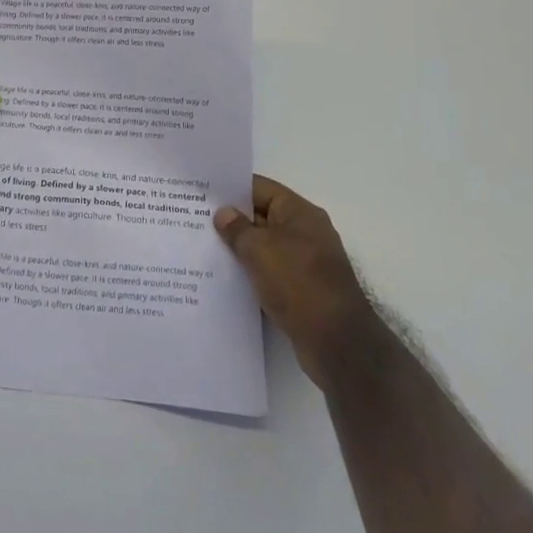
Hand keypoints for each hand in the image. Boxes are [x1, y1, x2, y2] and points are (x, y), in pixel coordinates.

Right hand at [215, 175, 372, 383]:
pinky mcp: (303, 290)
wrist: (337, 344)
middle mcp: (305, 232)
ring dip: (240, 249)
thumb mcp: (259, 249)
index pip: (260, 188)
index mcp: (300, 213)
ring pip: (264, 247)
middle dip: (232, 220)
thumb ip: (237, 229)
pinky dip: (251, 273)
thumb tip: (224, 213)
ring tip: (204, 249)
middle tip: (195, 221)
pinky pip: (270, 272)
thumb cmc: (298, 283)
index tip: (202, 194)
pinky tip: (225, 279)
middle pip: (262, 216)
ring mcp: (306, 263)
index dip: (231, 189)